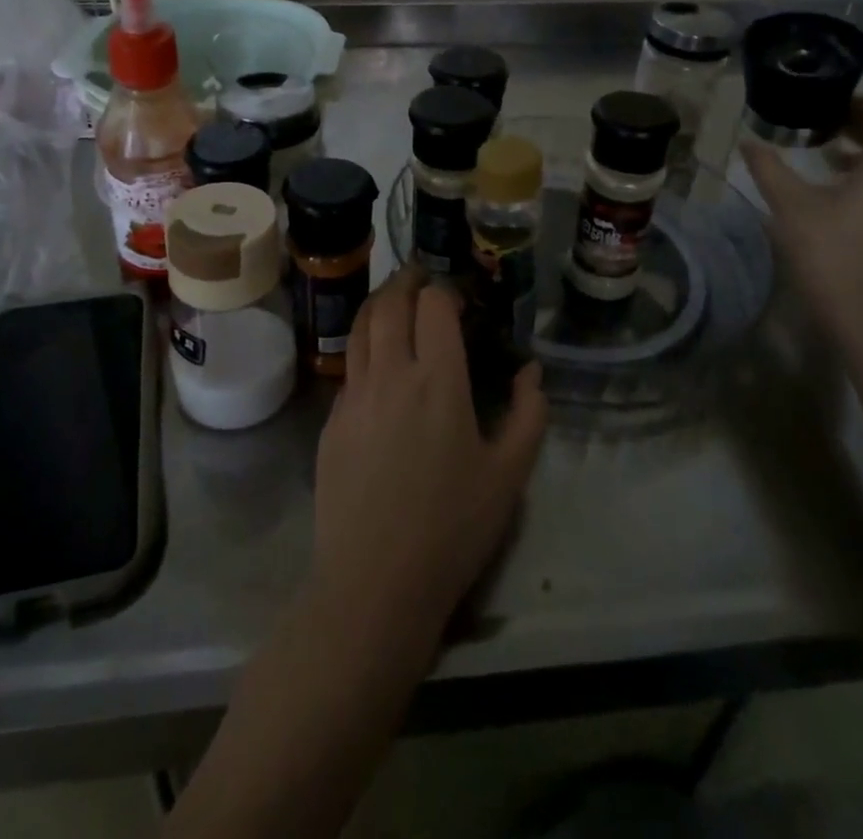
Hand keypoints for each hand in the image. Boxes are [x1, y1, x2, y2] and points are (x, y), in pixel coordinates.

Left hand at [308, 269, 548, 649]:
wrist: (374, 583)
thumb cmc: (452, 529)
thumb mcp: (508, 476)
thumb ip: (528, 415)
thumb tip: (530, 372)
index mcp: (437, 380)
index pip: (434, 305)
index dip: (446, 292)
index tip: (459, 301)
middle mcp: (390, 374)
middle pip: (390, 303)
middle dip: (406, 281)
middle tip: (421, 279)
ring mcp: (353, 395)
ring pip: (361, 327)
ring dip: (379, 305)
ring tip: (395, 303)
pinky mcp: (331, 421)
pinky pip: (349, 367)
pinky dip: (365, 348)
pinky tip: (378, 366)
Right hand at [744, 95, 862, 349]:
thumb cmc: (829, 253)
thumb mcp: (789, 205)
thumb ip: (769, 167)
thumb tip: (749, 142)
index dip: (853, 102)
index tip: (820, 103)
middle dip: (853, 128)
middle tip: (813, 128)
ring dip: (860, 155)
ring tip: (821, 160)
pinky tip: (836, 197)